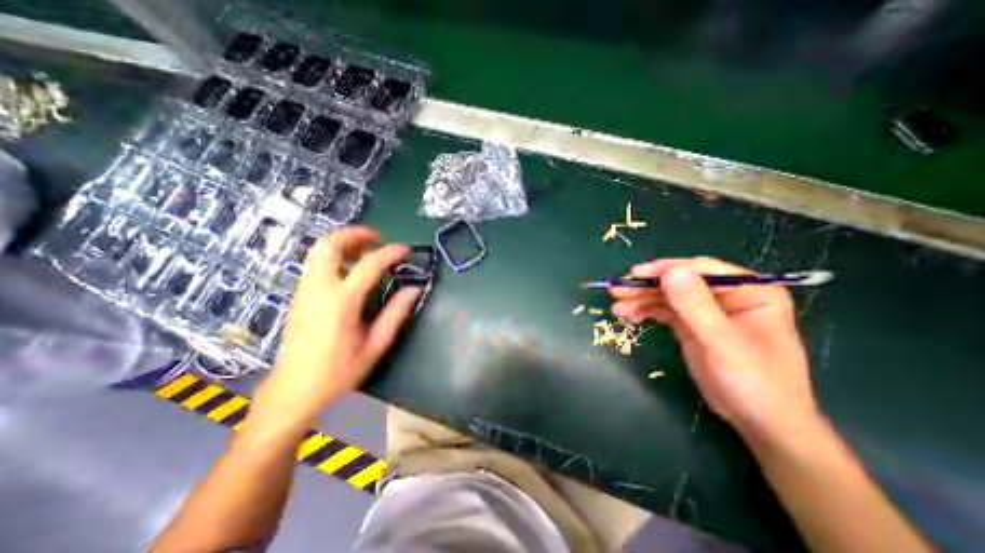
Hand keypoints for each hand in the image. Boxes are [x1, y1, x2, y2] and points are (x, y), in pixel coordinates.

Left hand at [248, 227, 420, 434]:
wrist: (293, 389)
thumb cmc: (338, 371)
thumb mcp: (375, 345)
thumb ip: (395, 314)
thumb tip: (414, 290)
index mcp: (341, 302)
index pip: (369, 265)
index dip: (390, 253)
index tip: (406, 250)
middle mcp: (319, 289)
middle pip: (330, 244)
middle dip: (355, 234)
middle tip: (377, 238)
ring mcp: (304, 290)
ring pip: (319, 250)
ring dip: (344, 242)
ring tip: (366, 250)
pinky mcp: (299, 295)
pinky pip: (316, 263)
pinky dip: (334, 255)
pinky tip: (350, 268)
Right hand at [614, 257, 820, 443]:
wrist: (760, 423)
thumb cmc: (754, 382)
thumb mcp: (722, 343)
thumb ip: (696, 306)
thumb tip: (670, 272)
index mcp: (748, 290)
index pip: (701, 270)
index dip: (665, 270)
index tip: (635, 275)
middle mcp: (726, 295)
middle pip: (679, 282)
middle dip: (647, 287)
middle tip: (616, 291)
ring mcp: (707, 310)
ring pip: (668, 296)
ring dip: (641, 300)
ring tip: (617, 309)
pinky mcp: (692, 325)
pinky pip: (665, 311)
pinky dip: (646, 311)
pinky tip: (629, 316)